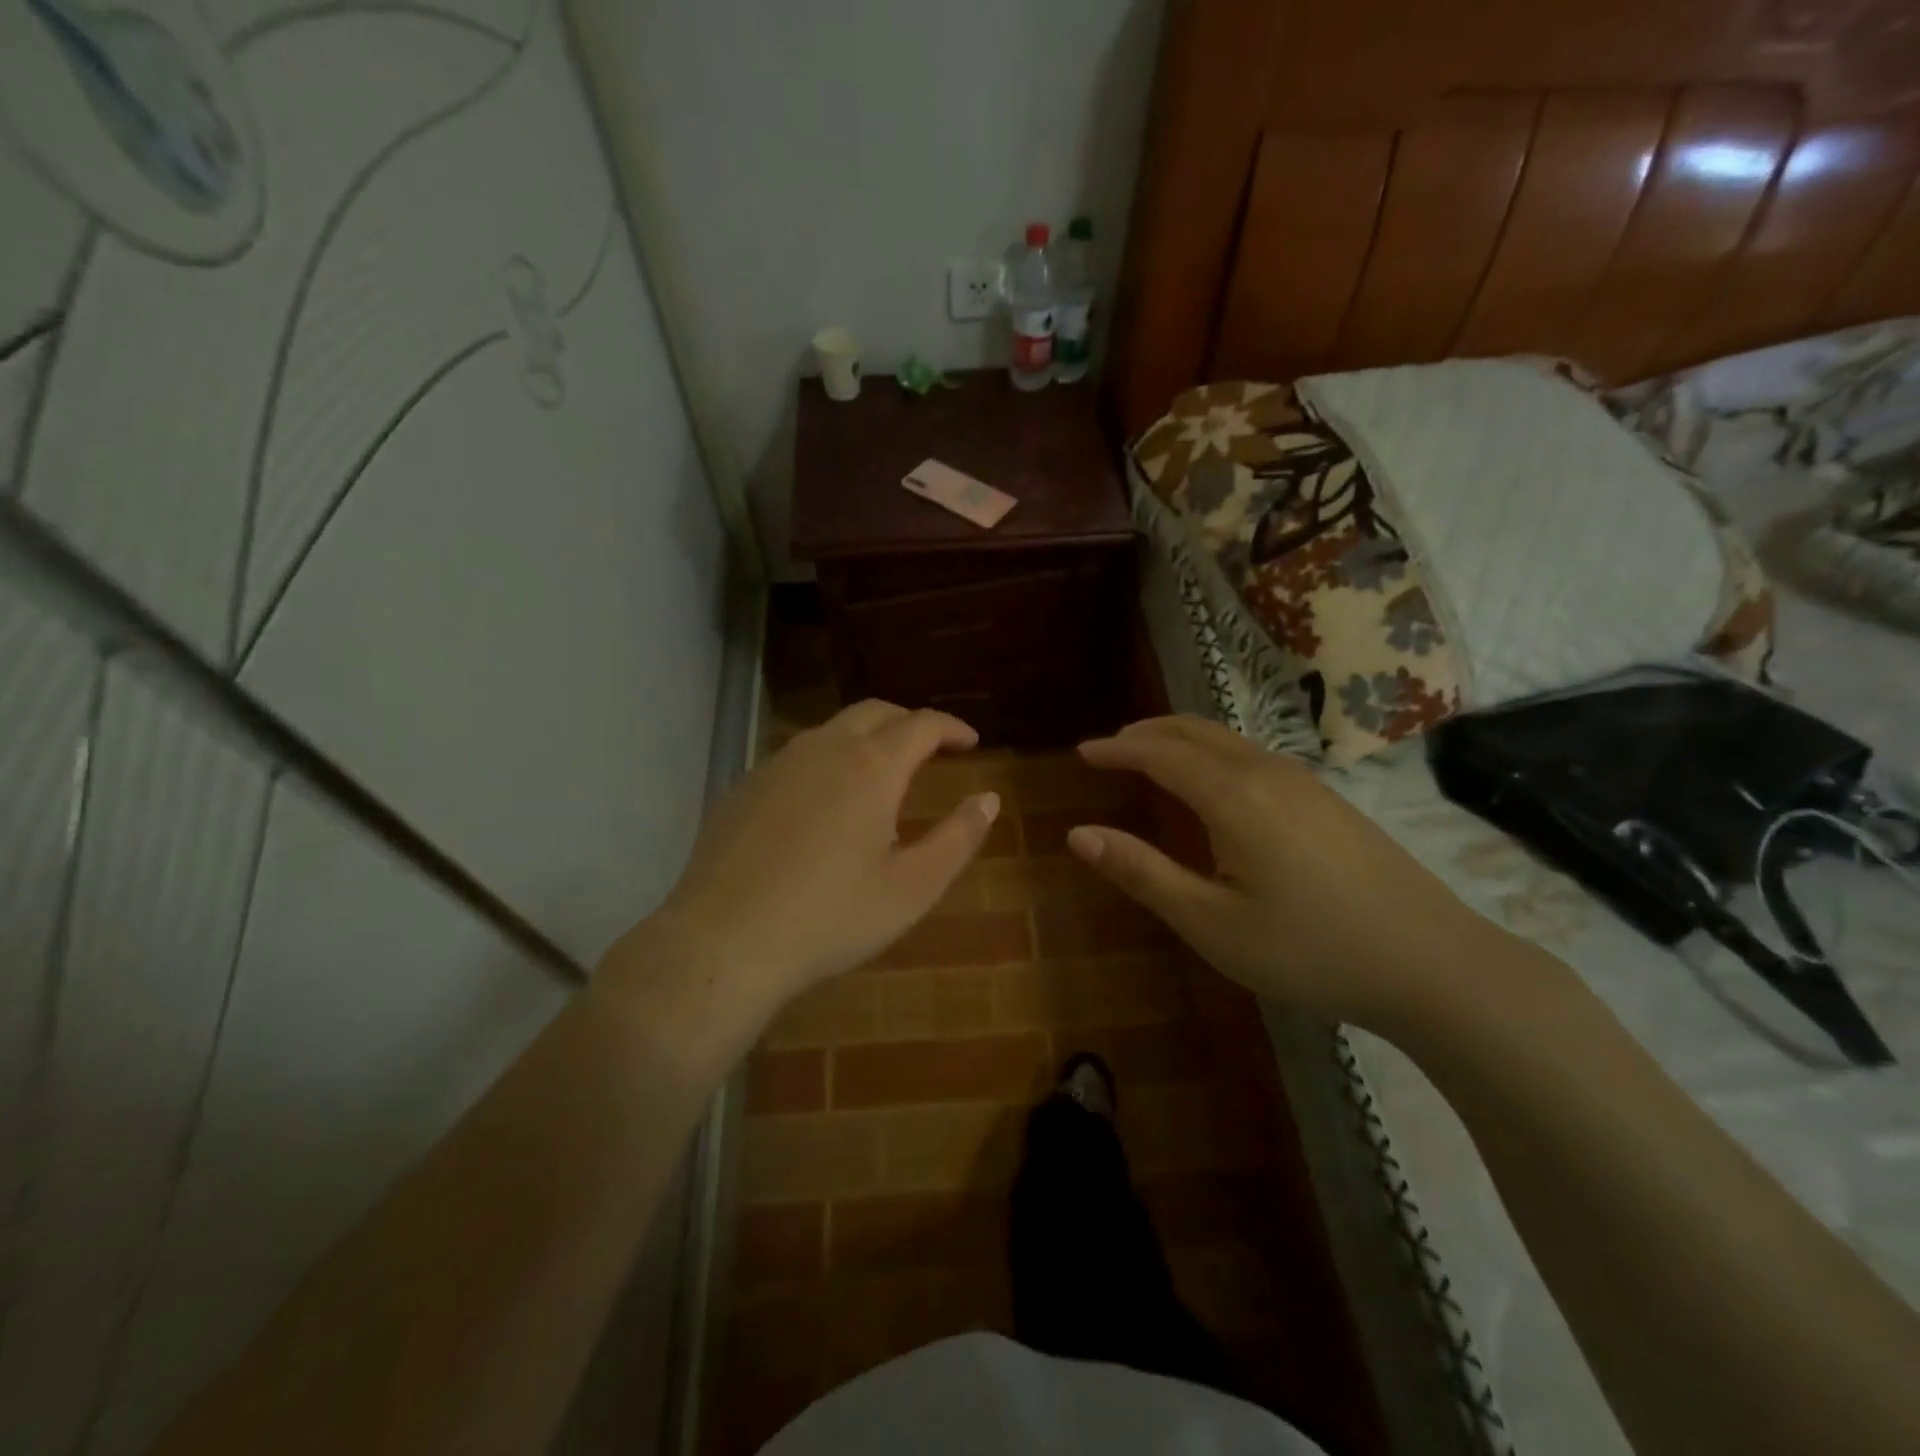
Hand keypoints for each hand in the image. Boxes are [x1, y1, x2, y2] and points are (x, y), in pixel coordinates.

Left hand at [624, 701, 999, 1016]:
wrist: (724, 942)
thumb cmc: (831, 918)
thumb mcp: (913, 887)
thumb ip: (958, 838)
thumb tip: (988, 798)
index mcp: (871, 767)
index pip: (921, 725)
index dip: (952, 728)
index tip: (970, 743)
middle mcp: (823, 749)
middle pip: (875, 712)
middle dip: (910, 722)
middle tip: (932, 748)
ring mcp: (777, 763)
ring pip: (832, 730)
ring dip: (866, 738)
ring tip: (881, 772)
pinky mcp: (744, 786)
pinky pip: (797, 756)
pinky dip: (827, 760)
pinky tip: (824, 801)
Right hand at [1066, 716, 1496, 1030]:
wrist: (1434, 964)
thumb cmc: (1309, 950)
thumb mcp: (1211, 923)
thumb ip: (1142, 873)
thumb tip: (1078, 834)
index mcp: (1233, 796)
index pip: (1159, 754)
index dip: (1117, 749)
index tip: (1082, 751)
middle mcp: (1267, 773)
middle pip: (1194, 732)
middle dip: (1146, 733)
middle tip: (1110, 746)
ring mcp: (1305, 782)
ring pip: (1228, 740)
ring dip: (1181, 739)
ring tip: (1151, 755)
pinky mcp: (1329, 799)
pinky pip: (1253, 754)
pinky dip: (1213, 752)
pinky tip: (1215, 782)